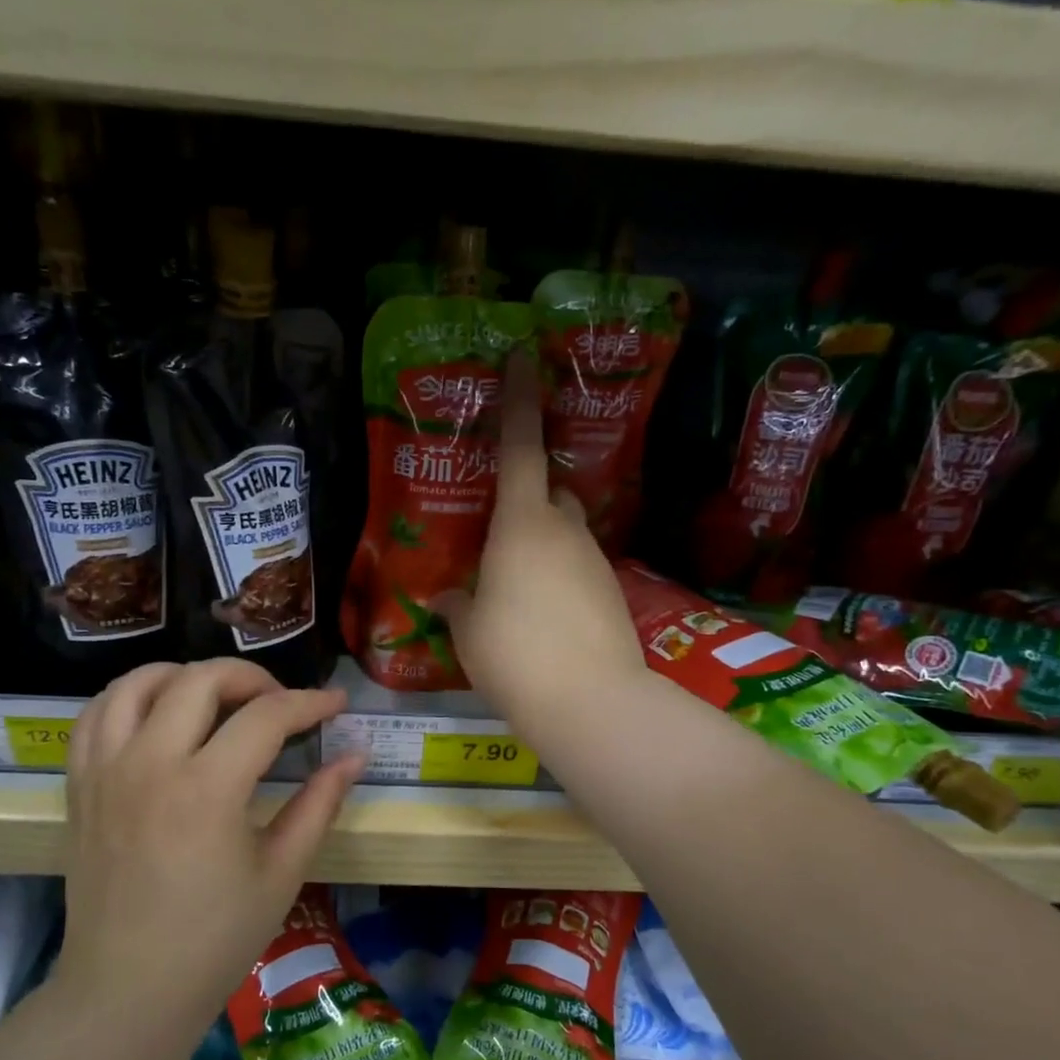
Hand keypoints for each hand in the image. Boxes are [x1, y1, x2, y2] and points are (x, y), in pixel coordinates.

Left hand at [58, 659, 363, 1020]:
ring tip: (216, 698)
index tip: (336, 703)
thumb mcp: (281, 872)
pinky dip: (129, 698)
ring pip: (137, 683)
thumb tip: (355, 756)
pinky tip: (157, 715)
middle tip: (279, 701)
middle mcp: (149, 764)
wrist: (127, 992)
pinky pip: (95, 715)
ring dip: (184, 676)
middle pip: (200, 679)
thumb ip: (319, 804)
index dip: (309, 702)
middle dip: (251, 677)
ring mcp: (105, 771)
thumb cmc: (215, 940)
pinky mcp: (79, 786)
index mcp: (206, 790)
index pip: (266, 716)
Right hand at [433, 350, 645, 737]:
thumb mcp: (469, 631)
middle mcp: (564, 531)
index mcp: (521, 525)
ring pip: (567, 531)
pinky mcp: (612, 591)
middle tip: (501, 525)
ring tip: (516, 584)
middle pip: (551, 491)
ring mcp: (594, 560)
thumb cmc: (513, 654)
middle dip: (531, 495)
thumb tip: (446, 597)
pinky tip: (544, 613)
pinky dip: (560, 575)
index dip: (519, 401)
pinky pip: (579, 567)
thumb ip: (457, 605)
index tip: (523, 358)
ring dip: (544, 541)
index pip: (520, 448)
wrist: (590, 701)